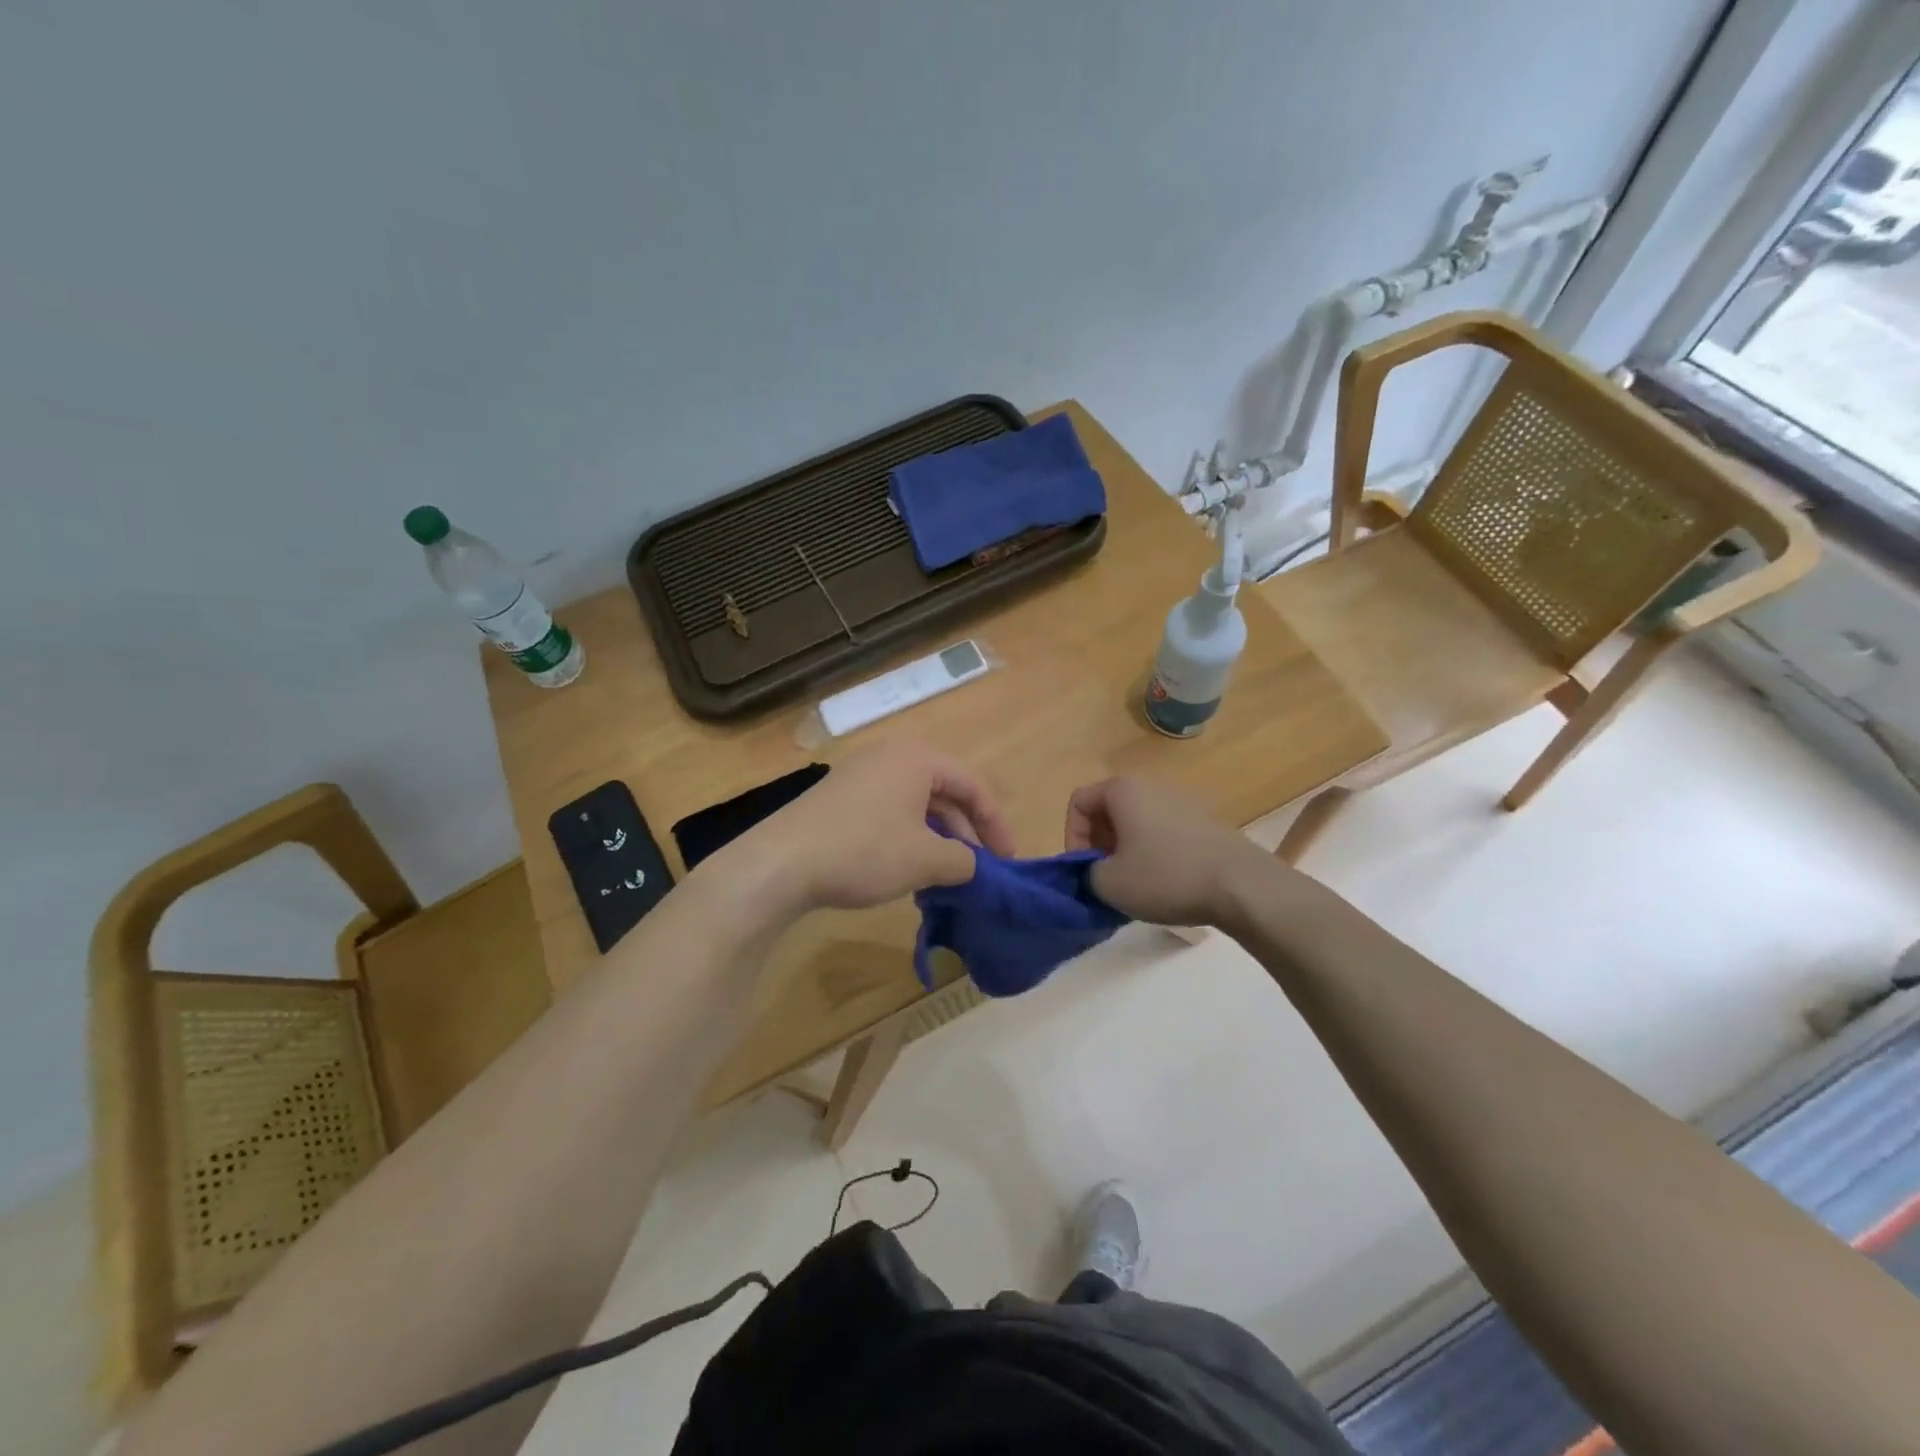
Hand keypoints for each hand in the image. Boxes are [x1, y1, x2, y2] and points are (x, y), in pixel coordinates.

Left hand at [723, 742, 1015, 913]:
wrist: (780, 863)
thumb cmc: (863, 851)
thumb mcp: (925, 860)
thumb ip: (963, 861)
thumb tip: (973, 866)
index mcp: (917, 758)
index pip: (972, 785)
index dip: (996, 824)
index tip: (1008, 860)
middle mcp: (889, 757)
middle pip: (944, 793)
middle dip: (965, 833)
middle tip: (977, 869)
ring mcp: (859, 776)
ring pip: (915, 806)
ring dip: (936, 840)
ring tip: (945, 876)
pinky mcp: (838, 799)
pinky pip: (888, 813)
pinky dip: (907, 839)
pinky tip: (907, 872)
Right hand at [1065, 775, 1261, 926]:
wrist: (1241, 886)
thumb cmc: (1165, 877)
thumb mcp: (1108, 884)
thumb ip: (1086, 873)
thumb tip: (1097, 871)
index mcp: (1123, 790)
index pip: (1078, 802)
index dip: (1071, 837)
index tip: (1083, 869)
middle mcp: (1151, 785)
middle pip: (1108, 809)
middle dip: (1099, 844)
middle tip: (1105, 877)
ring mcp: (1182, 801)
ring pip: (1137, 821)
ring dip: (1126, 849)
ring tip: (1134, 883)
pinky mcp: (1204, 821)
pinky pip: (1163, 831)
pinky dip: (1153, 852)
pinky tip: (1165, 882)